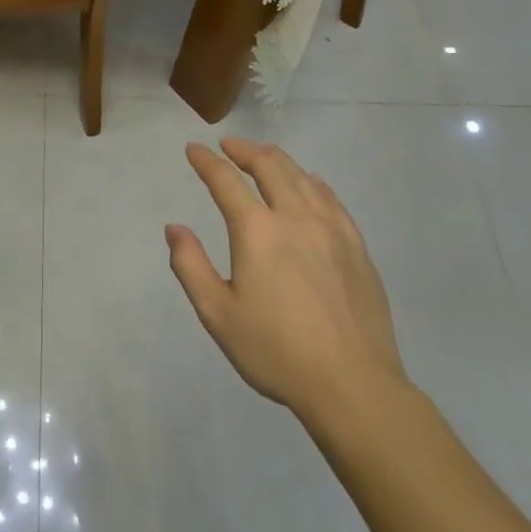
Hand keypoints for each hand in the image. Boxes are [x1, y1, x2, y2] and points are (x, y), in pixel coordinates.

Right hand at [167, 138, 407, 420]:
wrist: (353, 385)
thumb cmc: (276, 351)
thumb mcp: (218, 314)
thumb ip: (191, 266)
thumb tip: (175, 228)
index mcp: (257, 230)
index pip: (225, 180)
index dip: (206, 161)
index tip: (193, 149)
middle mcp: (294, 216)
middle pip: (269, 165)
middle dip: (245, 150)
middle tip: (229, 146)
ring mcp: (331, 228)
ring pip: (302, 176)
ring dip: (277, 160)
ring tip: (263, 156)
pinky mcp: (356, 246)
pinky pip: (331, 199)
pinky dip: (313, 182)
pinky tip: (311, 183)